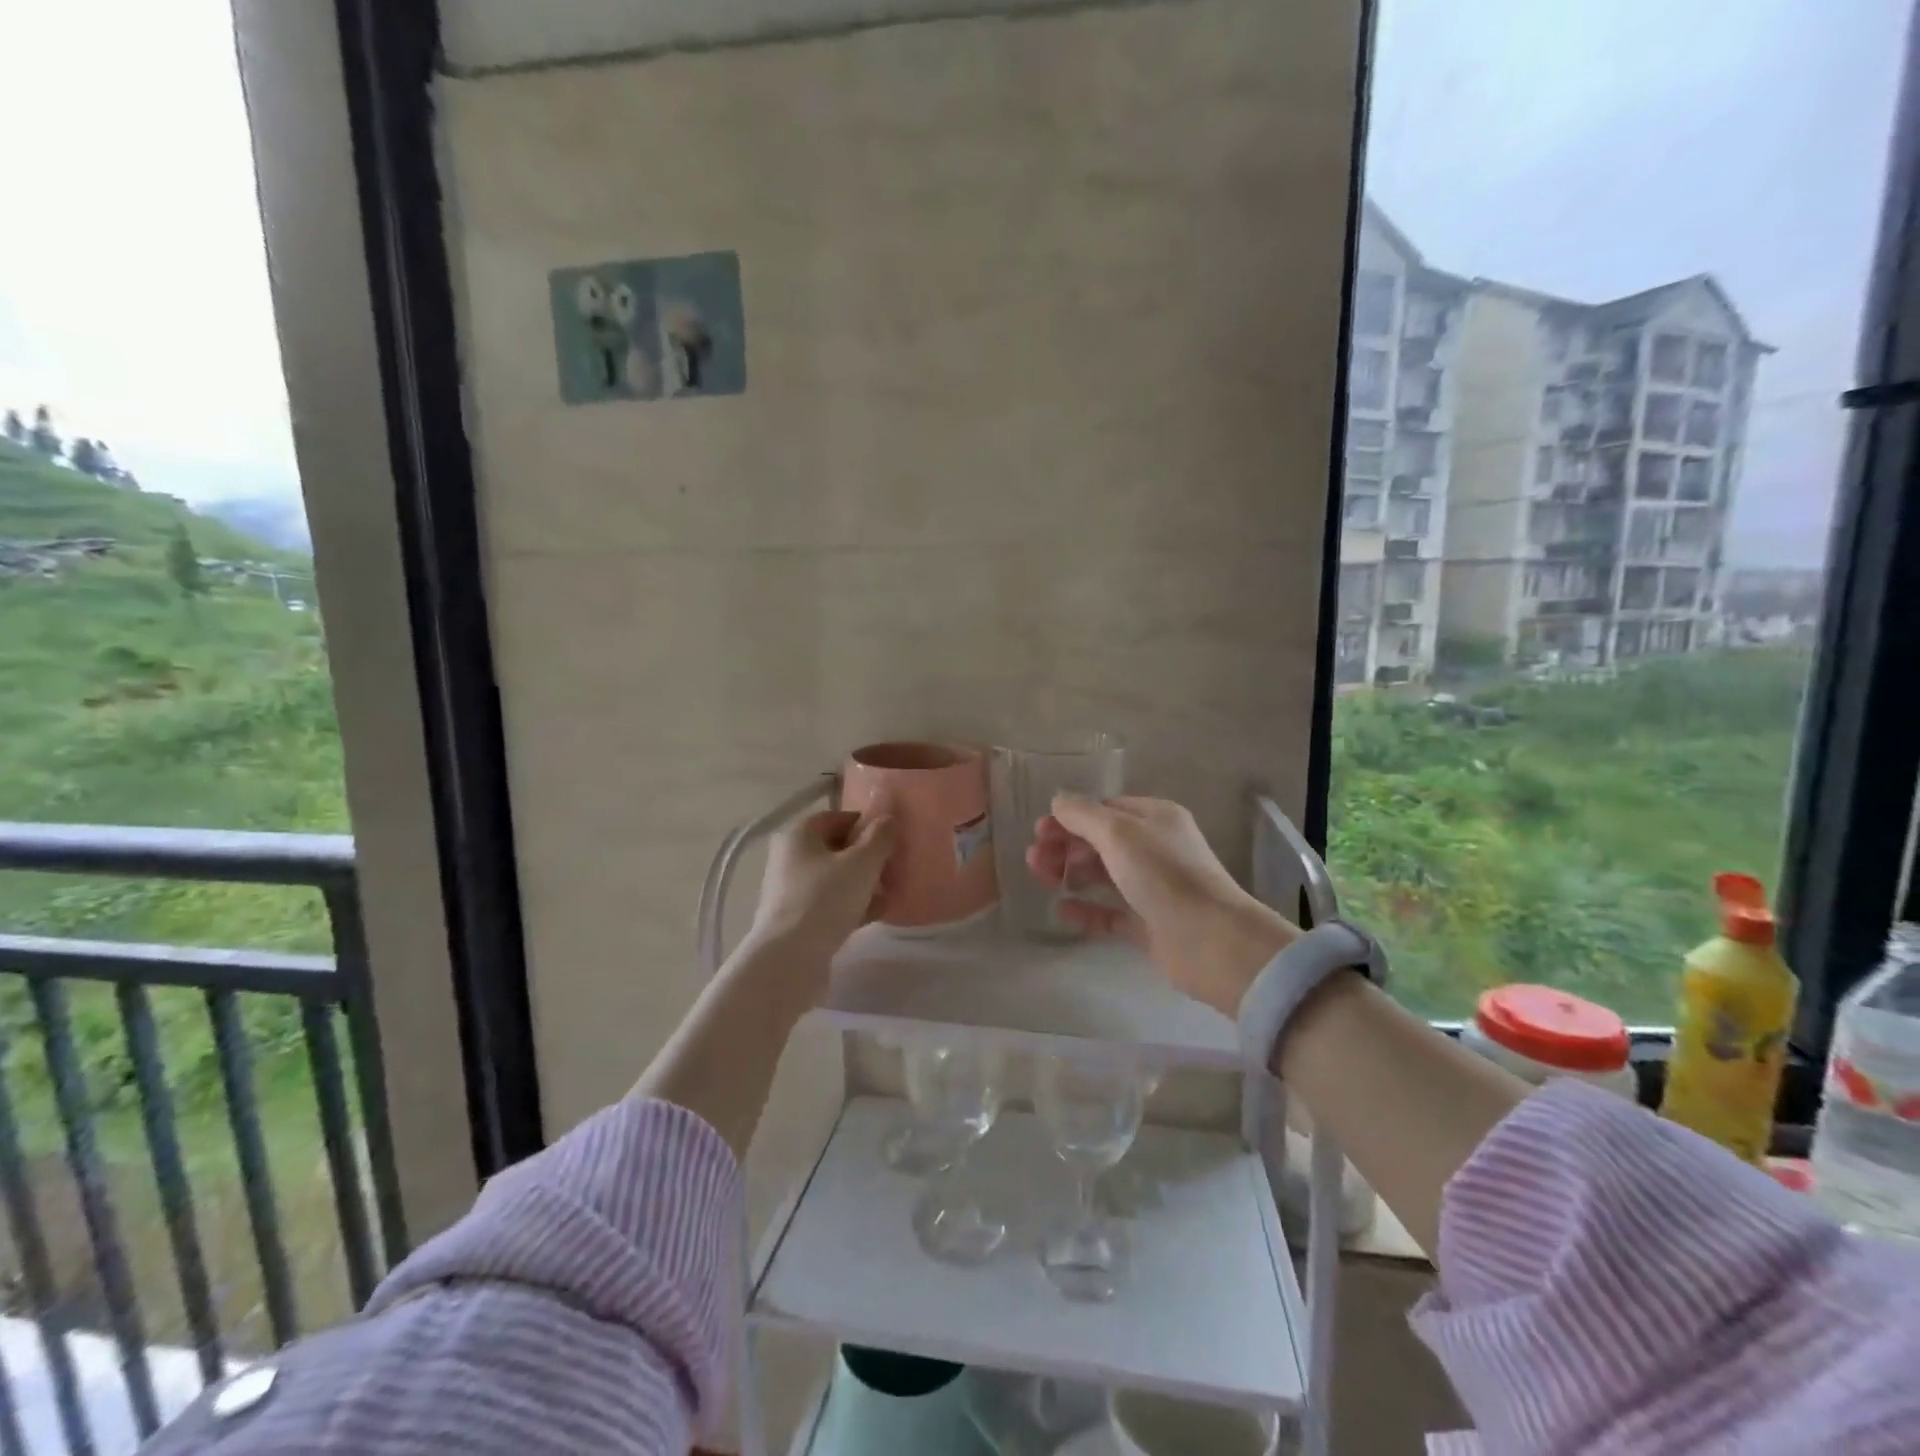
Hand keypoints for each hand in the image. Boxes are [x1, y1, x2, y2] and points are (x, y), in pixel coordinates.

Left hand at [747, 809, 893, 973]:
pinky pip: (830, 903)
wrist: (790, 959)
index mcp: (798, 835)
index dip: (864, 824)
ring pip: (834, 878)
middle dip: (867, 856)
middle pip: (835, 848)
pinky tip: (876, 914)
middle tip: (893, 866)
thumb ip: (879, 837)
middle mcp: (789, 858)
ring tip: (890, 892)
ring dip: (862, 883)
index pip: (836, 818)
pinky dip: (852, 905)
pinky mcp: (796, 919)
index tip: (890, 838)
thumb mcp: (861, 863)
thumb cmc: (825, 899)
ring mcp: (790, 890)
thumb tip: (889, 819)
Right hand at [1027, 795, 1298, 1016]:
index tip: (1040, 833)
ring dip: (1070, 874)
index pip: (1105, 809)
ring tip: (1042, 881)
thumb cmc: (1164, 875)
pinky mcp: (1149, 924)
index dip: (1070, 818)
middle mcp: (1155, 848)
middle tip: (1034, 861)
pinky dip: (1086, 909)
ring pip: (1102, 875)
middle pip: (1100, 841)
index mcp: (1154, 818)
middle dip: (1065, 846)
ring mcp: (1153, 887)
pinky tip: (1062, 911)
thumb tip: (1058, 801)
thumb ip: (1083, 815)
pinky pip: (1110, 912)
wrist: (1211, 941)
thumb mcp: (1118, 834)